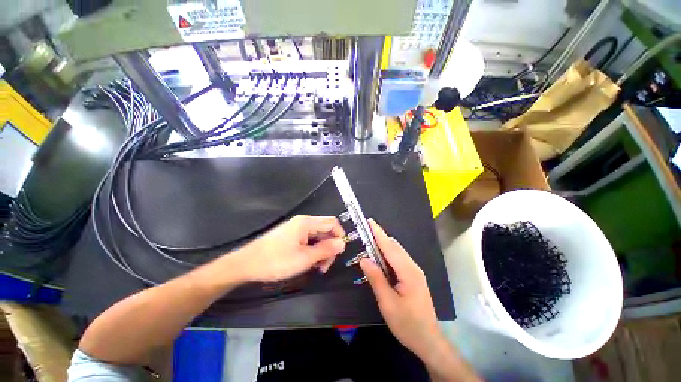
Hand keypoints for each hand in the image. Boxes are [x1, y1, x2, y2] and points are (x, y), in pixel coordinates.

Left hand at [235, 215, 345, 282]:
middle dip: (329, 246)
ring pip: (318, 236)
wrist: (246, 264)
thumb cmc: (276, 261)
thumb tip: (343, 243)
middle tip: (325, 266)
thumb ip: (326, 249)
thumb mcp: (304, 258)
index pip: (332, 223)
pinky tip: (309, 262)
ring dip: (321, 250)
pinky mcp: (291, 236)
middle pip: (325, 230)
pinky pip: (308, 240)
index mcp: (307, 223)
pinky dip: (312, 250)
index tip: (338, 253)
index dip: (339, 236)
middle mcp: (303, 222)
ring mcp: (296, 229)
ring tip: (317, 267)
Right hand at [359, 220, 442, 359]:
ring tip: (369, 241)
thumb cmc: (407, 324)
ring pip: (397, 252)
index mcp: (408, 271)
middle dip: (380, 237)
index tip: (370, 221)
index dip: (379, 233)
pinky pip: (398, 259)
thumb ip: (376, 278)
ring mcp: (414, 271)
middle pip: (394, 246)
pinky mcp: (413, 277)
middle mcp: (413, 267)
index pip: (390, 247)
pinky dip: (387, 254)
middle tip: (365, 232)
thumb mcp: (388, 303)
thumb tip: (364, 259)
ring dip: (383, 245)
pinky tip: (379, 258)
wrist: (428, 340)